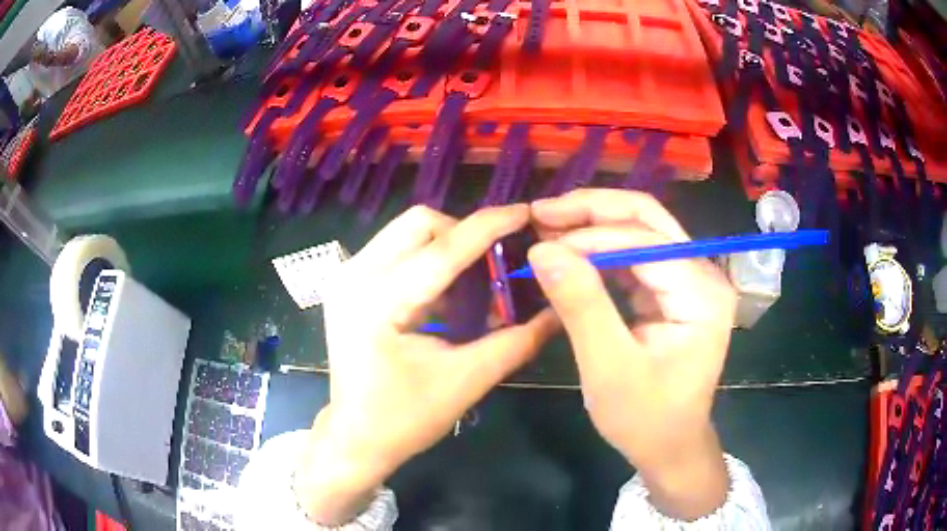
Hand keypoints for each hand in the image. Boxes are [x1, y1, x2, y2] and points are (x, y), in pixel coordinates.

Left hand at [295, 205, 558, 524]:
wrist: (355, 437)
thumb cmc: (405, 418)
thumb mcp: (466, 381)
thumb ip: (516, 341)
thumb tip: (557, 309)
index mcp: (378, 302)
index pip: (444, 249)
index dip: (490, 226)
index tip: (526, 213)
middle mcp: (354, 276)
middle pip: (420, 223)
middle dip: (464, 235)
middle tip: (494, 268)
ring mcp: (345, 276)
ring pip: (407, 232)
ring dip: (446, 248)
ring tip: (472, 288)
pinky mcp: (347, 283)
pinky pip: (396, 249)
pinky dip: (427, 261)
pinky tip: (444, 298)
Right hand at [527, 189, 735, 519]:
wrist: (670, 446)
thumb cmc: (646, 419)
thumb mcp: (609, 369)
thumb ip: (582, 306)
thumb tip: (542, 249)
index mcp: (701, 293)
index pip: (644, 241)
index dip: (588, 236)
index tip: (538, 242)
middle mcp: (703, 274)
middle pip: (647, 218)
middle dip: (592, 210)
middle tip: (540, 211)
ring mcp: (690, 278)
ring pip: (640, 229)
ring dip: (593, 224)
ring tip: (546, 225)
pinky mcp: (674, 289)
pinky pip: (636, 254)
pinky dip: (600, 248)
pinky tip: (570, 250)